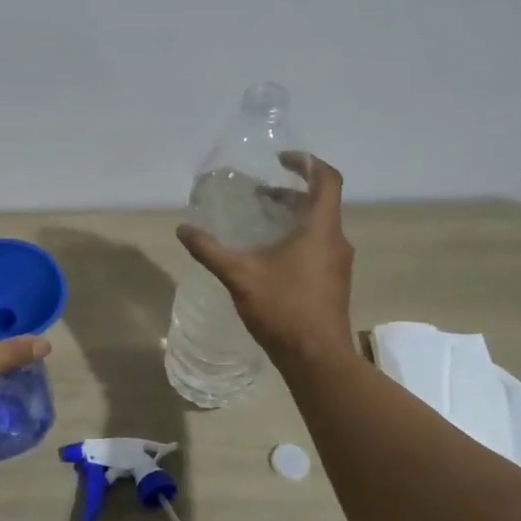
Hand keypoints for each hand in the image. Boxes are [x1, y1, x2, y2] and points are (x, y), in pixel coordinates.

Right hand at [177, 153, 357, 365]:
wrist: (317, 359)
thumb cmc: (284, 309)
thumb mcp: (240, 276)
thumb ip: (210, 250)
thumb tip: (183, 229)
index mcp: (320, 230)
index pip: (326, 180)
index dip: (306, 163)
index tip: (281, 161)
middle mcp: (335, 241)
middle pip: (319, 203)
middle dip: (289, 194)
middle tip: (258, 195)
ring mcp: (337, 264)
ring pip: (317, 227)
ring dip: (291, 218)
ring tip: (258, 224)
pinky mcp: (333, 283)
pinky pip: (317, 247)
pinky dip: (295, 240)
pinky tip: (268, 258)